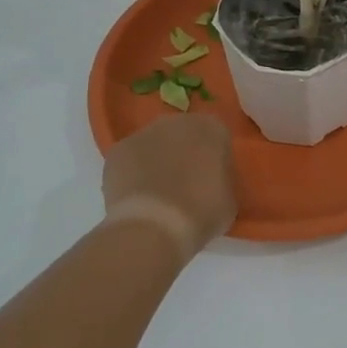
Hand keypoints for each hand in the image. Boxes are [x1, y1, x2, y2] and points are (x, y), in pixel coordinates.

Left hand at [102, 115, 237, 261]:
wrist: (153, 227)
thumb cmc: (201, 213)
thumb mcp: (229, 200)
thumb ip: (222, 180)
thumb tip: (212, 182)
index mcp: (211, 128)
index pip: (217, 137)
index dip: (215, 159)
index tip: (212, 181)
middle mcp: (177, 121)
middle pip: (183, 134)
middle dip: (184, 154)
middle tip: (185, 186)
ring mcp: (143, 133)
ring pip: (154, 144)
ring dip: (156, 161)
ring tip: (158, 196)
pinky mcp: (117, 150)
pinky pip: (130, 160)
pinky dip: (132, 174)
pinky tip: (137, 199)